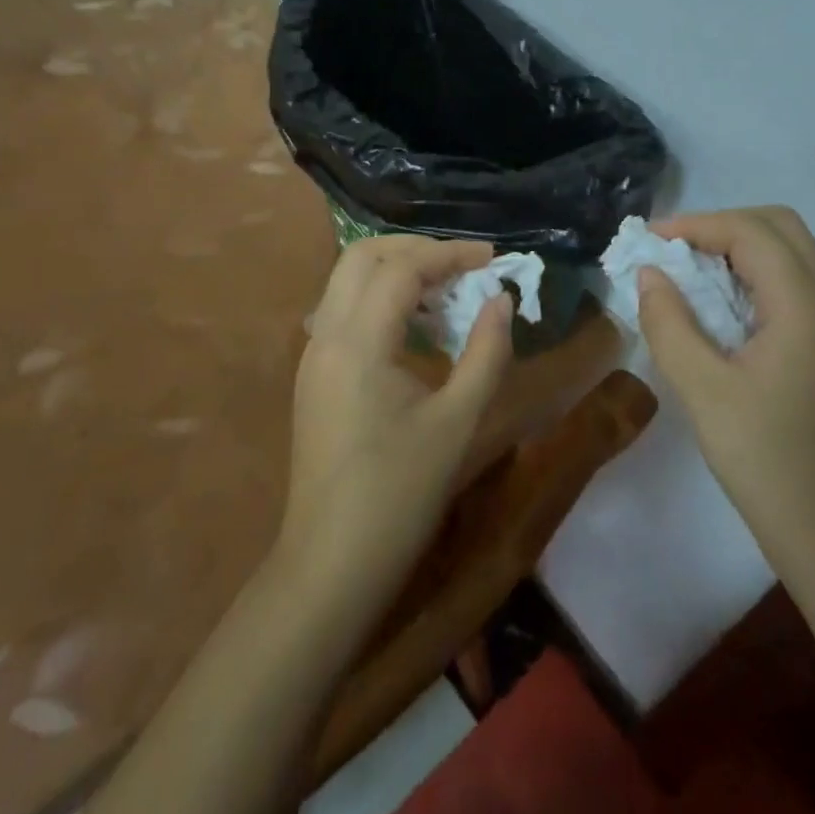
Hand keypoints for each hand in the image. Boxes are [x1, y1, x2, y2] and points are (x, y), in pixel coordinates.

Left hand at [279, 235, 513, 596]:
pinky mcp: (314, 373)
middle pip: (363, 256)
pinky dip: (379, 297)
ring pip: (347, 279)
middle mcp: (326, 335)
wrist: (330, 564)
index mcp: (358, 343)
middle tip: (464, 265)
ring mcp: (313, 354)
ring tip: (447, 291)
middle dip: (416, 249)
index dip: (450, 254)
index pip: (402, 268)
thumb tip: (501, 300)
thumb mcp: (457, 423)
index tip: (493, 259)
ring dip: (396, 270)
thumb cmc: (399, 495)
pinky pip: (343, 309)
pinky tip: (416, 324)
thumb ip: (485, 353)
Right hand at [638, 207, 814, 552]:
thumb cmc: (765, 461)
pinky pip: (793, 285)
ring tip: (689, 272)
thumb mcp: (703, 390)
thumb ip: (669, 323)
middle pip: (781, 228)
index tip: (650, 240)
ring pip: (791, 254)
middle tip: (675, 250)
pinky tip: (719, 307)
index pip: (752, 233)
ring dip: (739, 248)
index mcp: (804, 307)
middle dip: (723, 225)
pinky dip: (753, 275)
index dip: (697, 225)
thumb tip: (649, 275)